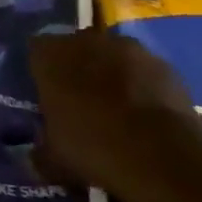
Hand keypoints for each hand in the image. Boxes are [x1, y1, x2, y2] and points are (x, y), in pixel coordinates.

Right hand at [30, 27, 201, 201]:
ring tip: (119, 111)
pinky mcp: (164, 64)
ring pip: (113, 57)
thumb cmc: (93, 148)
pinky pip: (145, 71)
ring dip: (112, 75)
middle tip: (82, 103)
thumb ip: (41, 151)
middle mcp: (86, 41)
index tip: (48, 97)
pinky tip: (148, 117)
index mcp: (50, 56)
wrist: (161, 156)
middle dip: (78, 69)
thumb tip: (37, 155)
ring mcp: (129, 49)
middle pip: (76, 48)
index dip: (42, 73)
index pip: (37, 51)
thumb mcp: (54, 160)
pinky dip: (144, 87)